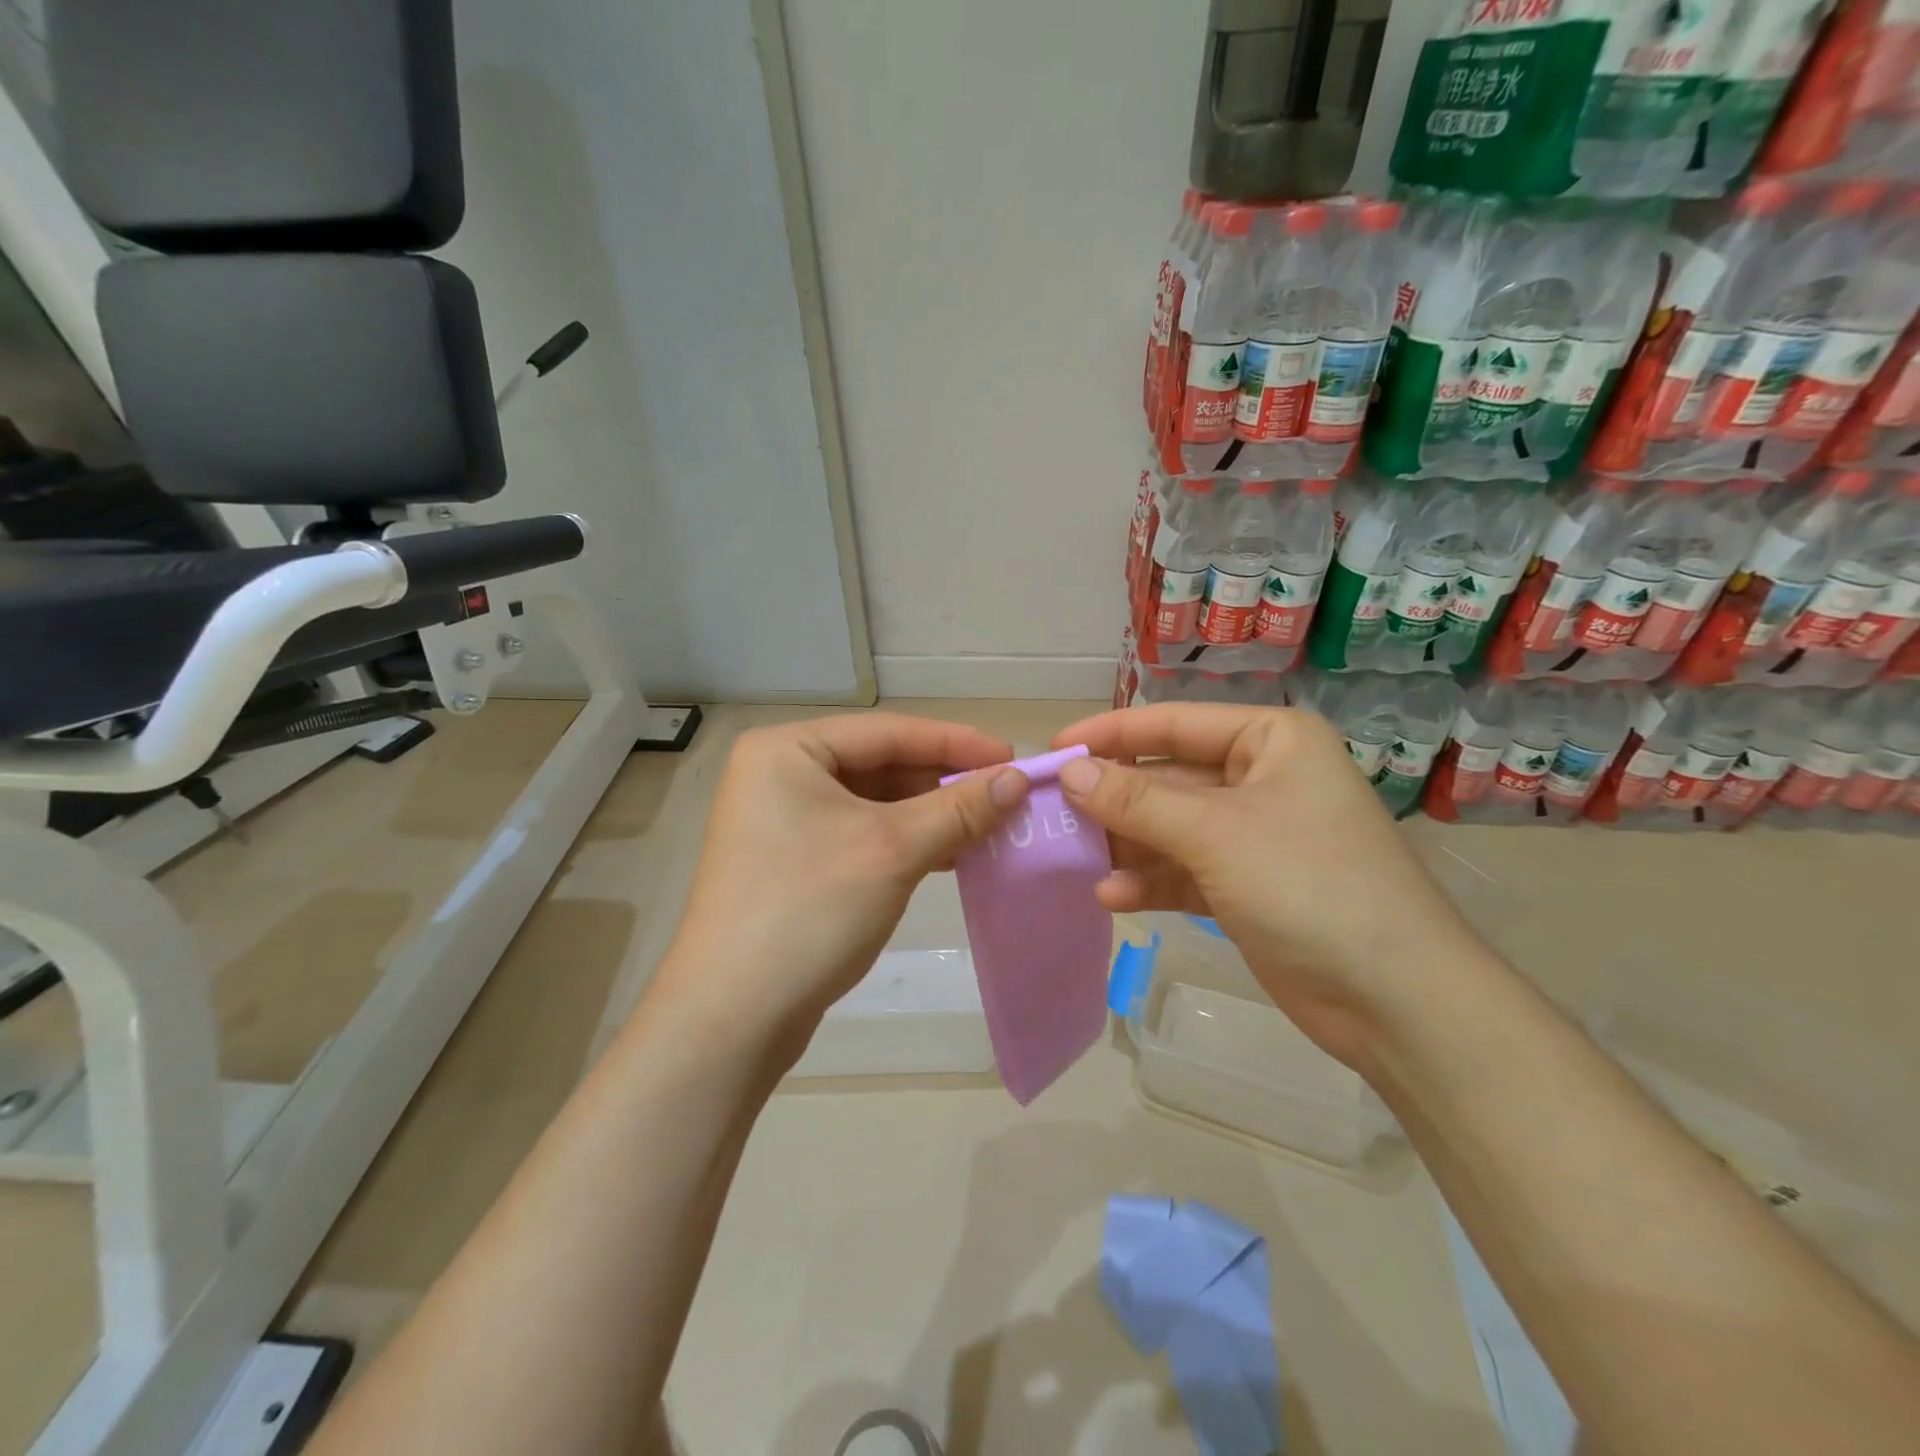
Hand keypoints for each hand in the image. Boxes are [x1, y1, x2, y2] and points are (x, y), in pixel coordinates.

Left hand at [650, 713, 1029, 1062]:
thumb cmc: (809, 910)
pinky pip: (860, 835)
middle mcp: (778, 774)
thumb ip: (958, 808)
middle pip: (880, 765)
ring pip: (873, 803)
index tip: (1013, 757)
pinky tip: (948, 855)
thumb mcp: (893, 850)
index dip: (956, 743)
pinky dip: (905, 842)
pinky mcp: (792, 862)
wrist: (731, 1018)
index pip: (888, 732)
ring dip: (930, 815)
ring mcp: (782, 821)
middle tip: (1005, 795)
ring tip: (987, 826)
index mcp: (787, 749)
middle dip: (943, 782)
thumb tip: (1017, 780)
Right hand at [1052, 703, 1485, 1067]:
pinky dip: (1150, 882)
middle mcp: (1262, 779)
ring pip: (1170, 828)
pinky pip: (1184, 871)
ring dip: (1126, 845)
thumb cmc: (1308, 885)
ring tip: (1074, 859)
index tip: (1053, 748)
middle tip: (1052, 813)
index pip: (1173, 723)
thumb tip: (1069, 771)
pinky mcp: (1247, 887)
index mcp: (1270, 741)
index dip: (1110, 734)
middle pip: (1168, 778)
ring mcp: (1254, 836)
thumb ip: (1136, 800)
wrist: (1395, 1000)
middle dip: (1113, 799)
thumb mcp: (1213, 832)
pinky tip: (1113, 898)